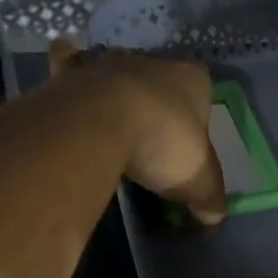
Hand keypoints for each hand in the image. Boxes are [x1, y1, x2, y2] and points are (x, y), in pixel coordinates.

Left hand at [49, 42, 225, 224]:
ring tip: (108, 121)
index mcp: (191, 78)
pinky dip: (65, 67)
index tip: (186, 139)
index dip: (196, 111)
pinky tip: (64, 84)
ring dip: (114, 90)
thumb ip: (209, 197)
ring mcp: (108, 63)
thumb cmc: (162, 142)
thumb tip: (213, 216)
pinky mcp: (71, 72)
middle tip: (147, 136)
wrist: (99, 122)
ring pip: (115, 69)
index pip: (201, 86)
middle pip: (157, 79)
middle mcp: (151, 61)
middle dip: (153, 101)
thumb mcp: (197, 181)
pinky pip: (68, 61)